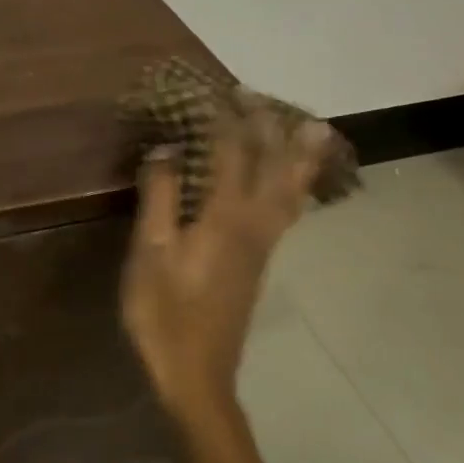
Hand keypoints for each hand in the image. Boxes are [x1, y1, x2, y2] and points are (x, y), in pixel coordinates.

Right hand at [122, 109, 331, 419]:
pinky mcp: (259, 261)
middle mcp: (253, 224)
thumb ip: (160, 195)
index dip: (223, 117)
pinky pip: (288, 209)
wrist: (196, 374)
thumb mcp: (150, 250)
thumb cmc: (164, 311)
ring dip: (298, 154)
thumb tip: (166, 146)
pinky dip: (296, 184)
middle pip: (272, 166)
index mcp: (225, 216)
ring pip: (291, 189)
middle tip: (257, 95)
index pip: (231, 152)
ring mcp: (262, 244)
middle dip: (267, 126)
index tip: (213, 88)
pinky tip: (294, 184)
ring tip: (313, 128)